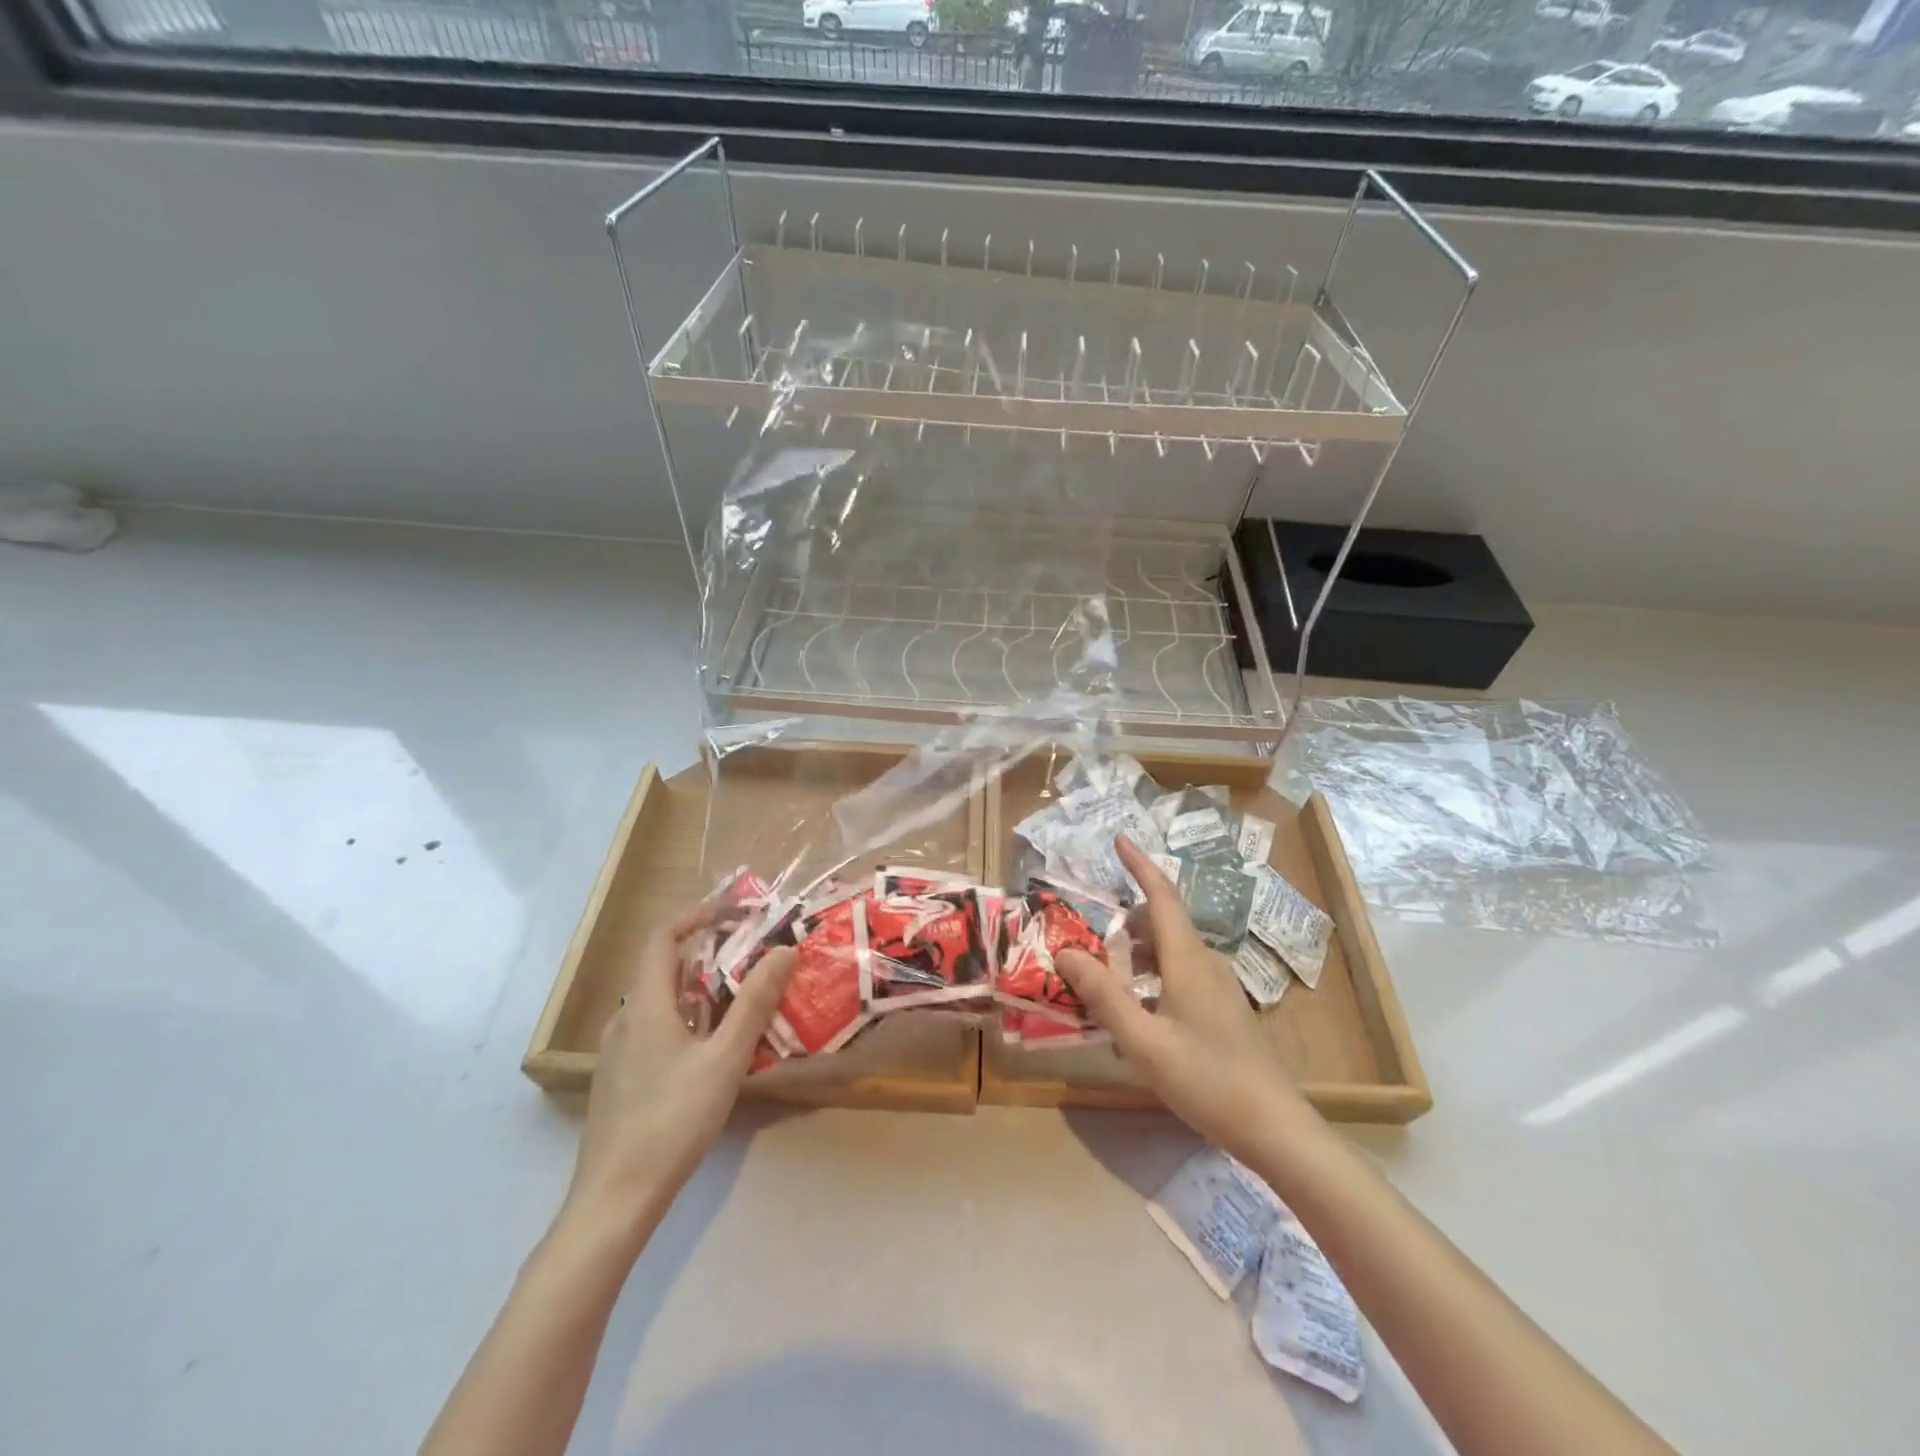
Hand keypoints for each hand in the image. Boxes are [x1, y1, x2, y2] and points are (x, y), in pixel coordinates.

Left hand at [562, 903, 796, 1235]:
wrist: (614, 1200)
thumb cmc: (672, 1120)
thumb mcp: (725, 1059)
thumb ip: (755, 1002)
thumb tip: (783, 949)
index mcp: (646, 1005)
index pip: (663, 937)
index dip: (697, 914)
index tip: (737, 911)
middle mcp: (626, 1020)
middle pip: (664, 968)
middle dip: (709, 952)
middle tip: (753, 954)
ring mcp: (619, 1053)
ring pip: (663, 1003)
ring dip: (702, 989)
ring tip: (743, 997)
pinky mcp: (622, 1081)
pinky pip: (658, 1031)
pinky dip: (689, 1020)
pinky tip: (716, 1048)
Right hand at [1056, 837, 1309, 1163]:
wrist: (1274, 1127)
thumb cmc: (1206, 1079)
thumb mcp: (1142, 1041)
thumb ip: (1102, 994)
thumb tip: (1065, 952)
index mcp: (1187, 959)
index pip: (1160, 895)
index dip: (1139, 865)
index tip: (1119, 839)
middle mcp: (1205, 961)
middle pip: (1160, 922)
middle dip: (1123, 926)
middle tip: (1087, 952)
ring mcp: (1218, 985)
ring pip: (1168, 951)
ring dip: (1135, 957)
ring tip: (1105, 989)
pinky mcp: (1223, 1008)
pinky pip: (1179, 974)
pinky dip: (1151, 978)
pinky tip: (1137, 1017)